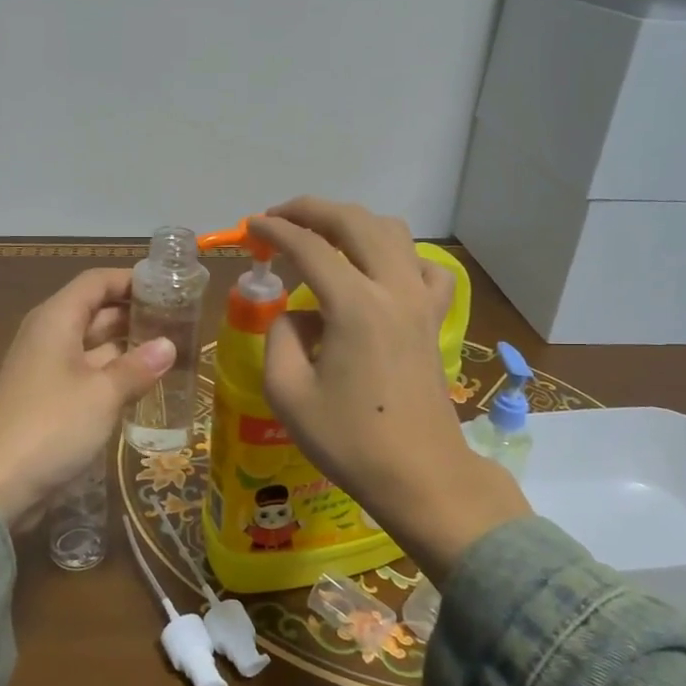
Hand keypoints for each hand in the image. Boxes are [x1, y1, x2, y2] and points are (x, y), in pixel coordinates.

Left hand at [0, 268, 174, 526]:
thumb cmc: (50, 426)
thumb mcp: (102, 394)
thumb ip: (137, 367)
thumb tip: (169, 345)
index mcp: (55, 320)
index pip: (96, 282)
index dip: (130, 279)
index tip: (169, 287)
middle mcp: (49, 337)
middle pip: (96, 312)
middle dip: (136, 315)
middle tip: (181, 323)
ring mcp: (48, 370)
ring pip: (94, 347)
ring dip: (128, 349)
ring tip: (173, 353)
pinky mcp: (49, 402)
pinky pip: (88, 377)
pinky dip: (114, 377)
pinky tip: (145, 387)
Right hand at [250, 198, 530, 579]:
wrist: (420, 475)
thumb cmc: (350, 441)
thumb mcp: (288, 393)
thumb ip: (280, 338)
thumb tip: (294, 314)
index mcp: (354, 306)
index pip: (309, 247)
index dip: (275, 230)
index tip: (250, 226)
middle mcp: (393, 290)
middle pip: (354, 223)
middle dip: (312, 210)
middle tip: (280, 217)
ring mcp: (421, 302)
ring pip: (392, 233)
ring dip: (353, 224)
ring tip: (322, 238)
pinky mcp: (434, 319)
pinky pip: (424, 267)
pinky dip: (397, 255)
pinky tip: (379, 272)